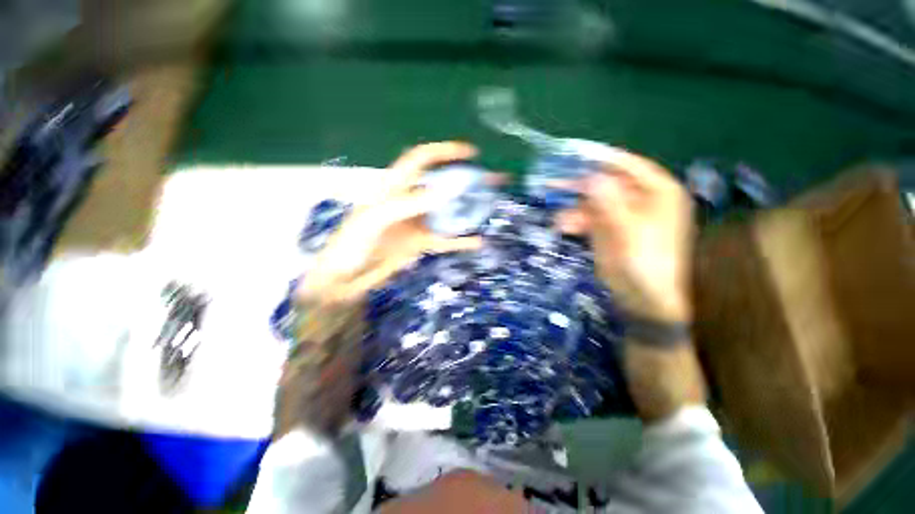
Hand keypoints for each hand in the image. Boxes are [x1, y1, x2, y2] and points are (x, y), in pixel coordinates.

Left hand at [297, 142, 483, 304]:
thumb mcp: (375, 218)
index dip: (444, 152)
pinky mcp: (421, 244)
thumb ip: (410, 204)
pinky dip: (461, 241)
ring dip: (469, 209)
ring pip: (448, 212)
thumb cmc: (351, 243)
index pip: (421, 160)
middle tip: (493, 180)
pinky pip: (445, 240)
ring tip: (492, 205)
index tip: (470, 153)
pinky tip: (478, 241)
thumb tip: (448, 191)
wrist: (345, 278)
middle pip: (442, 185)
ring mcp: (418, 223)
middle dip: (467, 180)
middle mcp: (410, 201)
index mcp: (394, 187)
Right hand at [557, 148, 694, 322]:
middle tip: (554, 183)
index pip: (629, 165)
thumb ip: (610, 202)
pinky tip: (563, 227)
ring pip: (593, 202)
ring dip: (574, 208)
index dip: (603, 158)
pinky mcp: (609, 229)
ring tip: (558, 219)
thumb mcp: (628, 230)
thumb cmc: (645, 261)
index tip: (577, 153)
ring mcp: (623, 214)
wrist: (643, 297)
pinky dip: (575, 220)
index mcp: (658, 192)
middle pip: (606, 183)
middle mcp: (641, 199)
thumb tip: (592, 177)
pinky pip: (588, 218)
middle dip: (580, 185)